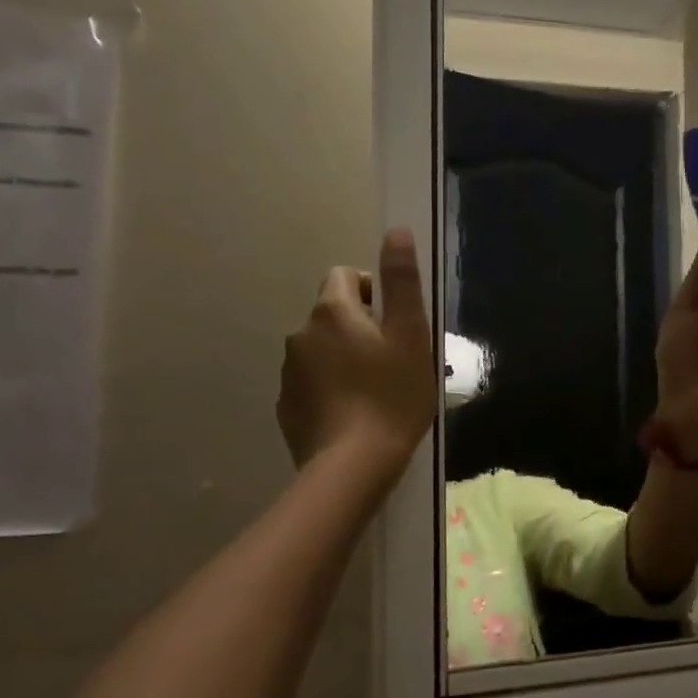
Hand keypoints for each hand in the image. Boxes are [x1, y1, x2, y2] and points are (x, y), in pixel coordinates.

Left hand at [277, 228, 435, 477]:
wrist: (352, 466)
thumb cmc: (392, 395)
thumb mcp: (411, 335)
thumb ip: (402, 281)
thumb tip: (397, 231)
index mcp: (331, 312)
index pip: (344, 276)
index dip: (372, 291)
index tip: (394, 324)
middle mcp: (300, 335)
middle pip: (333, 314)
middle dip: (360, 328)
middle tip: (393, 361)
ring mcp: (288, 373)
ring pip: (322, 350)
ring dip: (344, 358)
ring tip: (375, 392)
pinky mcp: (286, 407)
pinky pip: (312, 383)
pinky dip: (330, 389)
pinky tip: (353, 415)